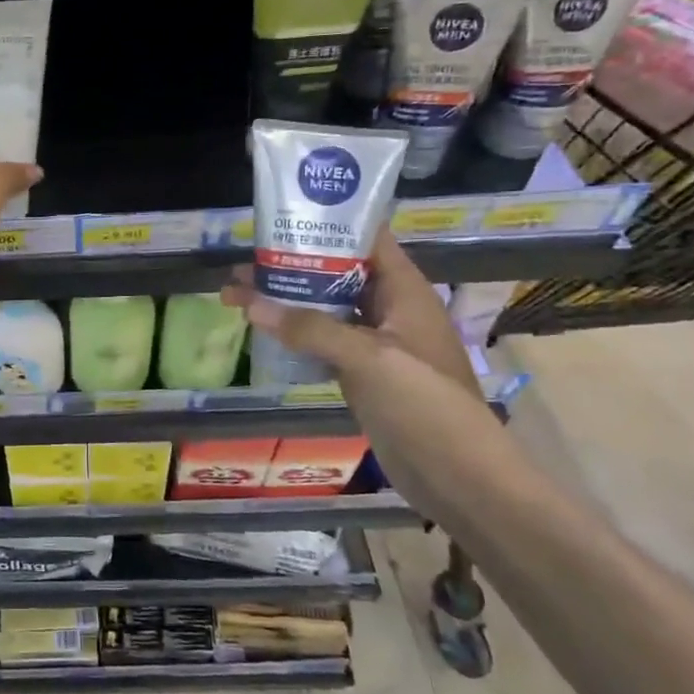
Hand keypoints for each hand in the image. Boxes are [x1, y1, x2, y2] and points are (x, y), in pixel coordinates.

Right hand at [221, 230, 481, 399]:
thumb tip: (249, 303)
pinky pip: (322, 341)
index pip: (366, 239)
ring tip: (236, 294)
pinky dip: (293, 333)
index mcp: (404, 291)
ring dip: (285, 301)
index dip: (328, 223)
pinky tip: (261, 329)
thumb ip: (309, 328)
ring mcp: (375, 342)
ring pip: (324, 308)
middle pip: (336, 273)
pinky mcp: (362, 372)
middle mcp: (389, 309)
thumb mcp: (368, 357)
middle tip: (241, 263)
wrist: (456, 476)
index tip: (281, 217)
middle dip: (290, 266)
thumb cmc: (423, 403)